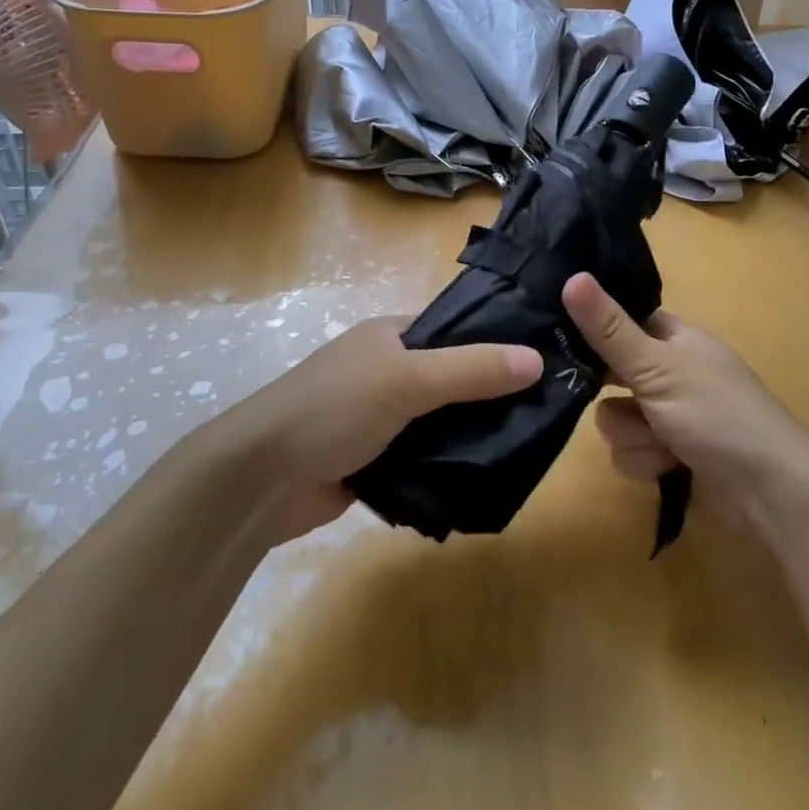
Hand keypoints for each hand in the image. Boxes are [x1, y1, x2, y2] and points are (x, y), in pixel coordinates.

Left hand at [223, 317, 542, 539]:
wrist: (261, 479)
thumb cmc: (333, 407)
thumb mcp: (406, 378)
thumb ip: (471, 369)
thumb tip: (537, 359)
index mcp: (392, 337)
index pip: (457, 330)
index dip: (497, 341)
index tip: (546, 359)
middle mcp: (388, 371)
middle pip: (453, 378)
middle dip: (491, 394)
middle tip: (547, 410)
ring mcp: (381, 418)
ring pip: (442, 421)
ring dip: (472, 434)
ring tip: (529, 445)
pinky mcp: (375, 461)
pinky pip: (425, 457)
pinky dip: (449, 466)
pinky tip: (487, 477)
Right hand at [563, 272, 808, 518]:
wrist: (770, 493)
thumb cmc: (718, 414)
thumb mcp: (657, 367)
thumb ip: (609, 329)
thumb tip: (571, 276)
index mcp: (676, 339)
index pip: (624, 322)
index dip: (597, 331)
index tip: (565, 341)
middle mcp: (672, 373)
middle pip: (612, 375)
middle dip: (614, 397)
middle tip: (622, 400)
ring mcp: (672, 416)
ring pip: (616, 418)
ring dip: (633, 435)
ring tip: (660, 443)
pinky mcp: (671, 455)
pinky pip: (631, 451)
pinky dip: (645, 461)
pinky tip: (668, 467)